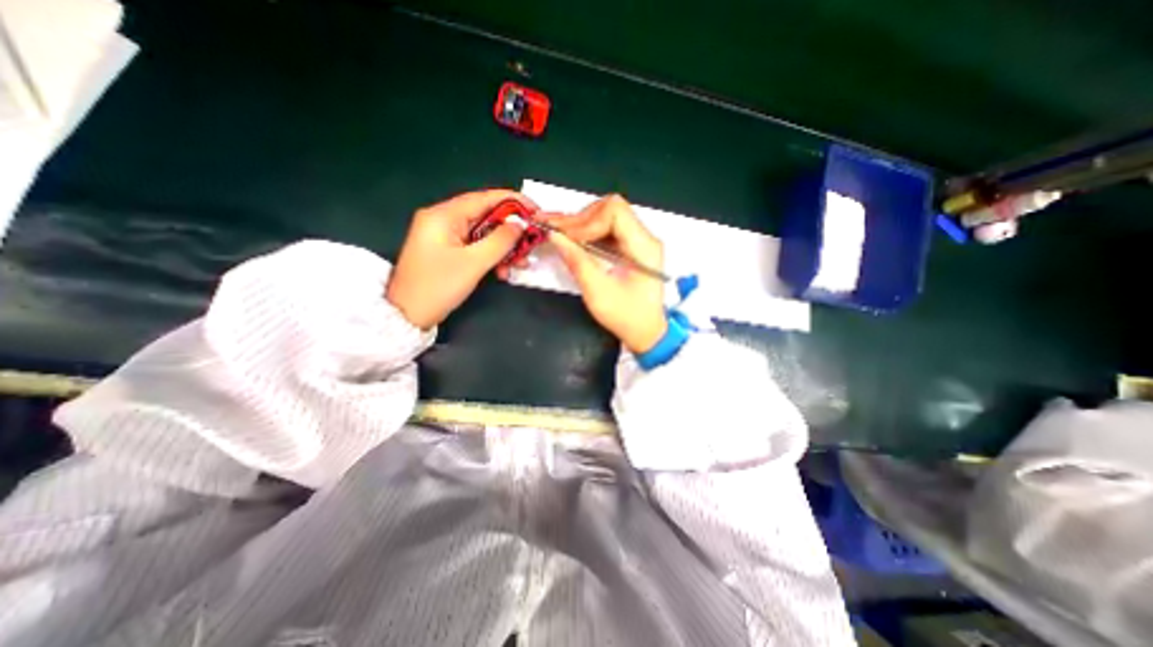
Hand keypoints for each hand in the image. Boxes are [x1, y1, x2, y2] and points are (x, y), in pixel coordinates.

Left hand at [384, 187, 534, 327]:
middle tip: (532, 242)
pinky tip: (503, 271)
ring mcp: (444, 235)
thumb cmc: (438, 286)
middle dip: (511, 231)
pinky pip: (475, 246)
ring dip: (503, 247)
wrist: (408, 315)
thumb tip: (520, 224)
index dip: (514, 202)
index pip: (485, 198)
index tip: (537, 211)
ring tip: (520, 263)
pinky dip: (491, 256)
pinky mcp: (447, 250)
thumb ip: (500, 241)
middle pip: (486, 216)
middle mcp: (443, 219)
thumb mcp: (474, 263)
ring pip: (483, 233)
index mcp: (444, 215)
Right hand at [546, 192, 673, 352]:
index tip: (564, 236)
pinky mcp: (630, 248)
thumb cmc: (626, 317)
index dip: (586, 220)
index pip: (614, 211)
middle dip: (580, 219)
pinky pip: (607, 230)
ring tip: (558, 233)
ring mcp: (638, 241)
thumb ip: (577, 261)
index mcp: (644, 246)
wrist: (646, 333)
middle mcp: (645, 237)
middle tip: (556, 232)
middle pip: (610, 209)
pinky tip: (571, 240)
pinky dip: (587, 233)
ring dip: (581, 224)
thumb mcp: (598, 293)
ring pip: (606, 217)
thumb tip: (554, 236)